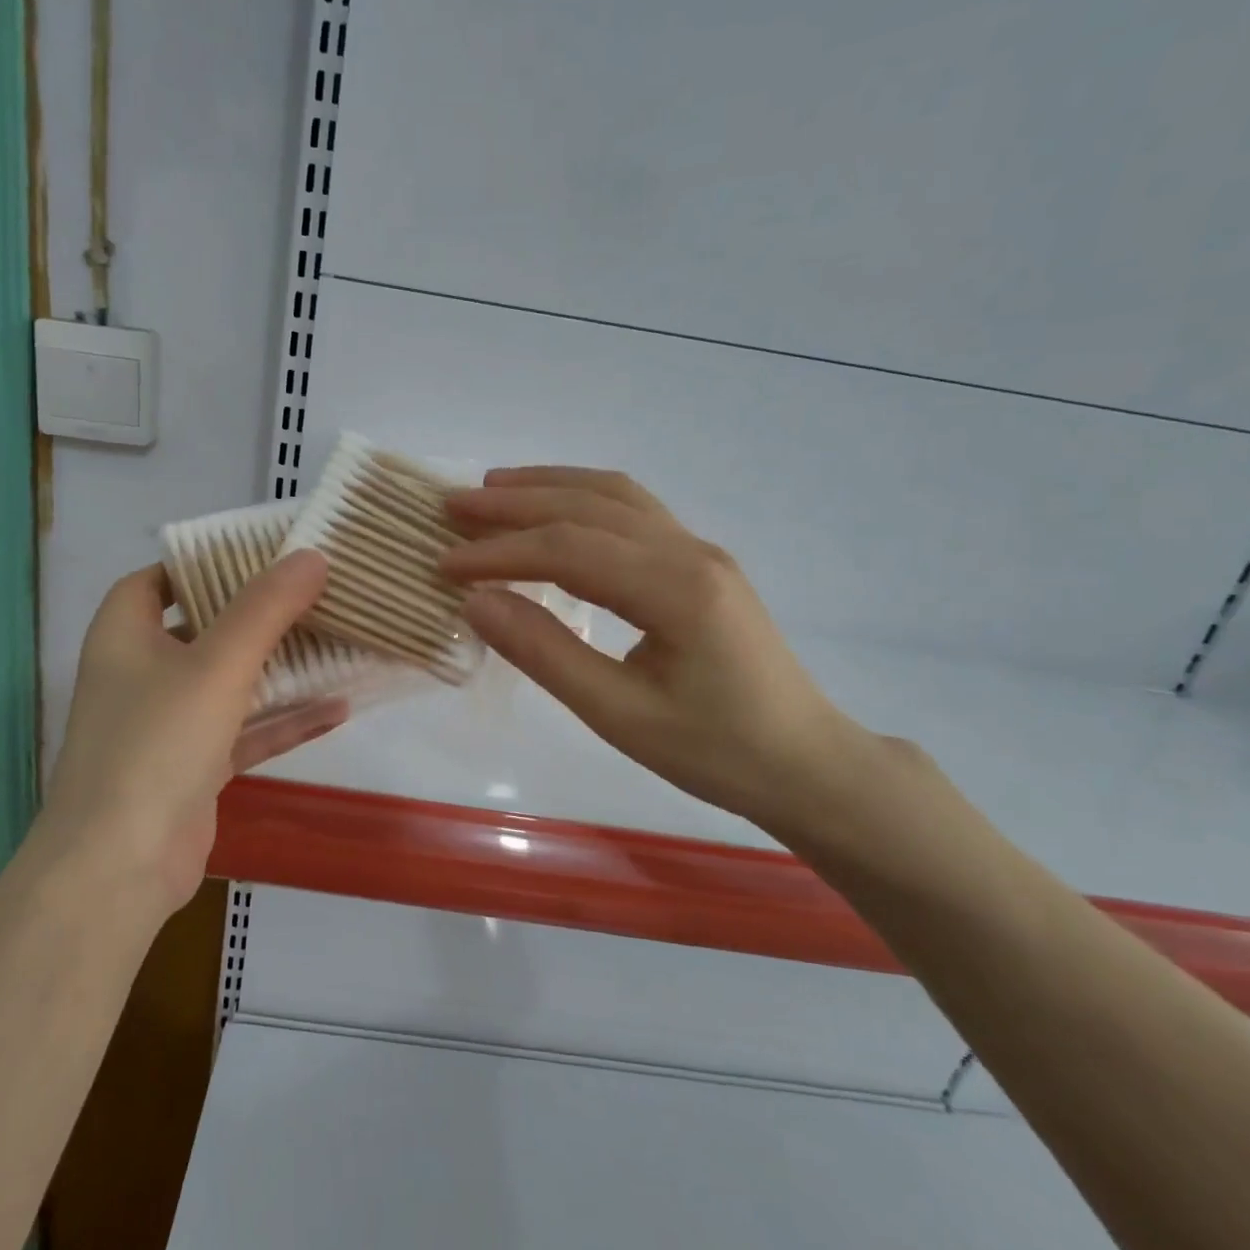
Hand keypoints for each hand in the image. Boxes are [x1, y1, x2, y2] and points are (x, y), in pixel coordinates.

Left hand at [41, 551, 344, 913]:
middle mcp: (142, 674)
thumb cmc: (157, 744)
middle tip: (316, 593)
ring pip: (232, 682)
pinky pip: (246, 731)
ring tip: (338, 642)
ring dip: (281, 667)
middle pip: (204, 629)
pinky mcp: (195, 768)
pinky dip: (285, 721)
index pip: (158, 581)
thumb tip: (311, 556)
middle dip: (258, 614)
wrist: (120, 866)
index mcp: (125, 636)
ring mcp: (169, 725)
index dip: (202, 564)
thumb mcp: (217, 664)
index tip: (259, 555)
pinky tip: (339, 709)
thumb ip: (265, 608)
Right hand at [442, 468, 867, 835]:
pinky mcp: (700, 563)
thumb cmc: (715, 752)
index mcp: (676, 588)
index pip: (568, 549)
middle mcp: (690, 551)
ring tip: (492, 489)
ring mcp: (700, 551)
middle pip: (589, 505)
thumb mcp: (620, 716)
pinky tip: (556, 508)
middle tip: (452, 505)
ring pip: (614, 496)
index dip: (500, 553)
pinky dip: (583, 499)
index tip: (444, 564)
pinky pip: (634, 511)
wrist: (806, 764)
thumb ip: (546, 653)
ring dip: (549, 486)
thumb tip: (476, 604)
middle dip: (515, 502)